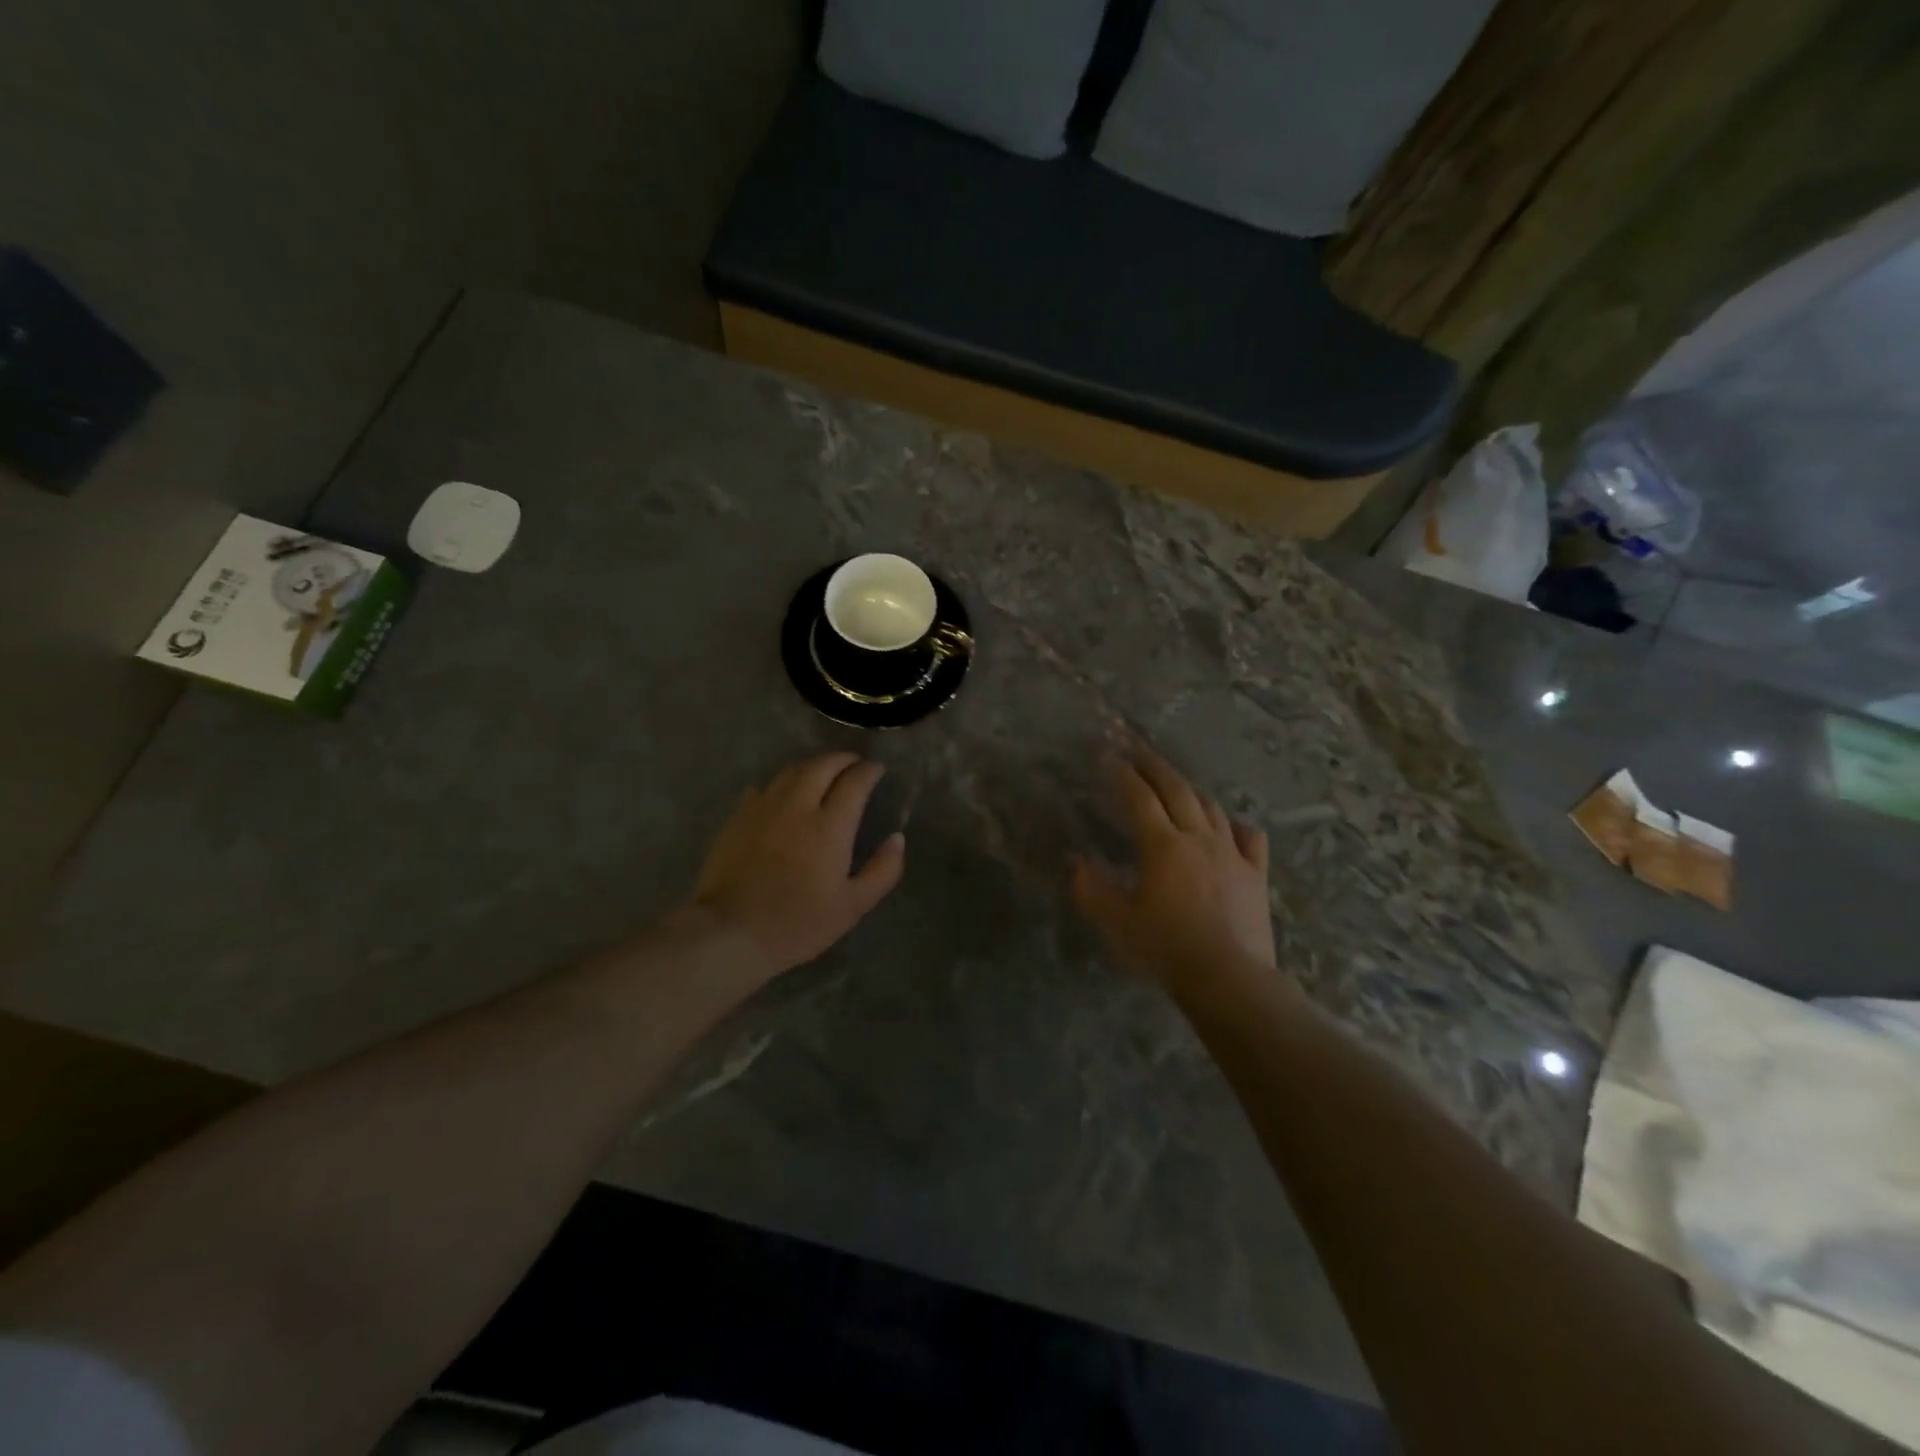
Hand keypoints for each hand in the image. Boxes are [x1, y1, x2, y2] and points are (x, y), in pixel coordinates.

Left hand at [690, 752, 905, 978]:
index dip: (869, 771)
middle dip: (842, 759)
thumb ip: (882, 870)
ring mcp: (764, 808)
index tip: (877, 770)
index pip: (855, 782)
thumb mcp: (853, 906)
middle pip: (822, 766)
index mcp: (830, 826)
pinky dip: (782, 782)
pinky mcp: (738, 817)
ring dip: (813, 765)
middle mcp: (798, 806)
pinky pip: (764, 786)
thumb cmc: (798, 923)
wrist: (730, 933)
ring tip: (823, 772)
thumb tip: (897, 838)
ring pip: (792, 771)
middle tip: (854, 763)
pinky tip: (784, 794)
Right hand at [1071, 751, 1276, 994]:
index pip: (1137, 796)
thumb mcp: (1117, 922)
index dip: (1120, 771)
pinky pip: (1249, 838)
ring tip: (1174, 781)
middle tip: (1136, 746)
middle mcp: (1198, 838)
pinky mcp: (1256, 874)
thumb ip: (1092, 889)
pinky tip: (1229, 825)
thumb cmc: (1166, 949)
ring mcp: (1232, 853)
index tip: (1105, 752)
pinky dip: (1235, 825)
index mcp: (1162, 845)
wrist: (1229, 978)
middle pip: (1176, 789)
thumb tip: (1076, 862)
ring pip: (1210, 807)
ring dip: (1189, 788)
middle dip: (1153, 764)